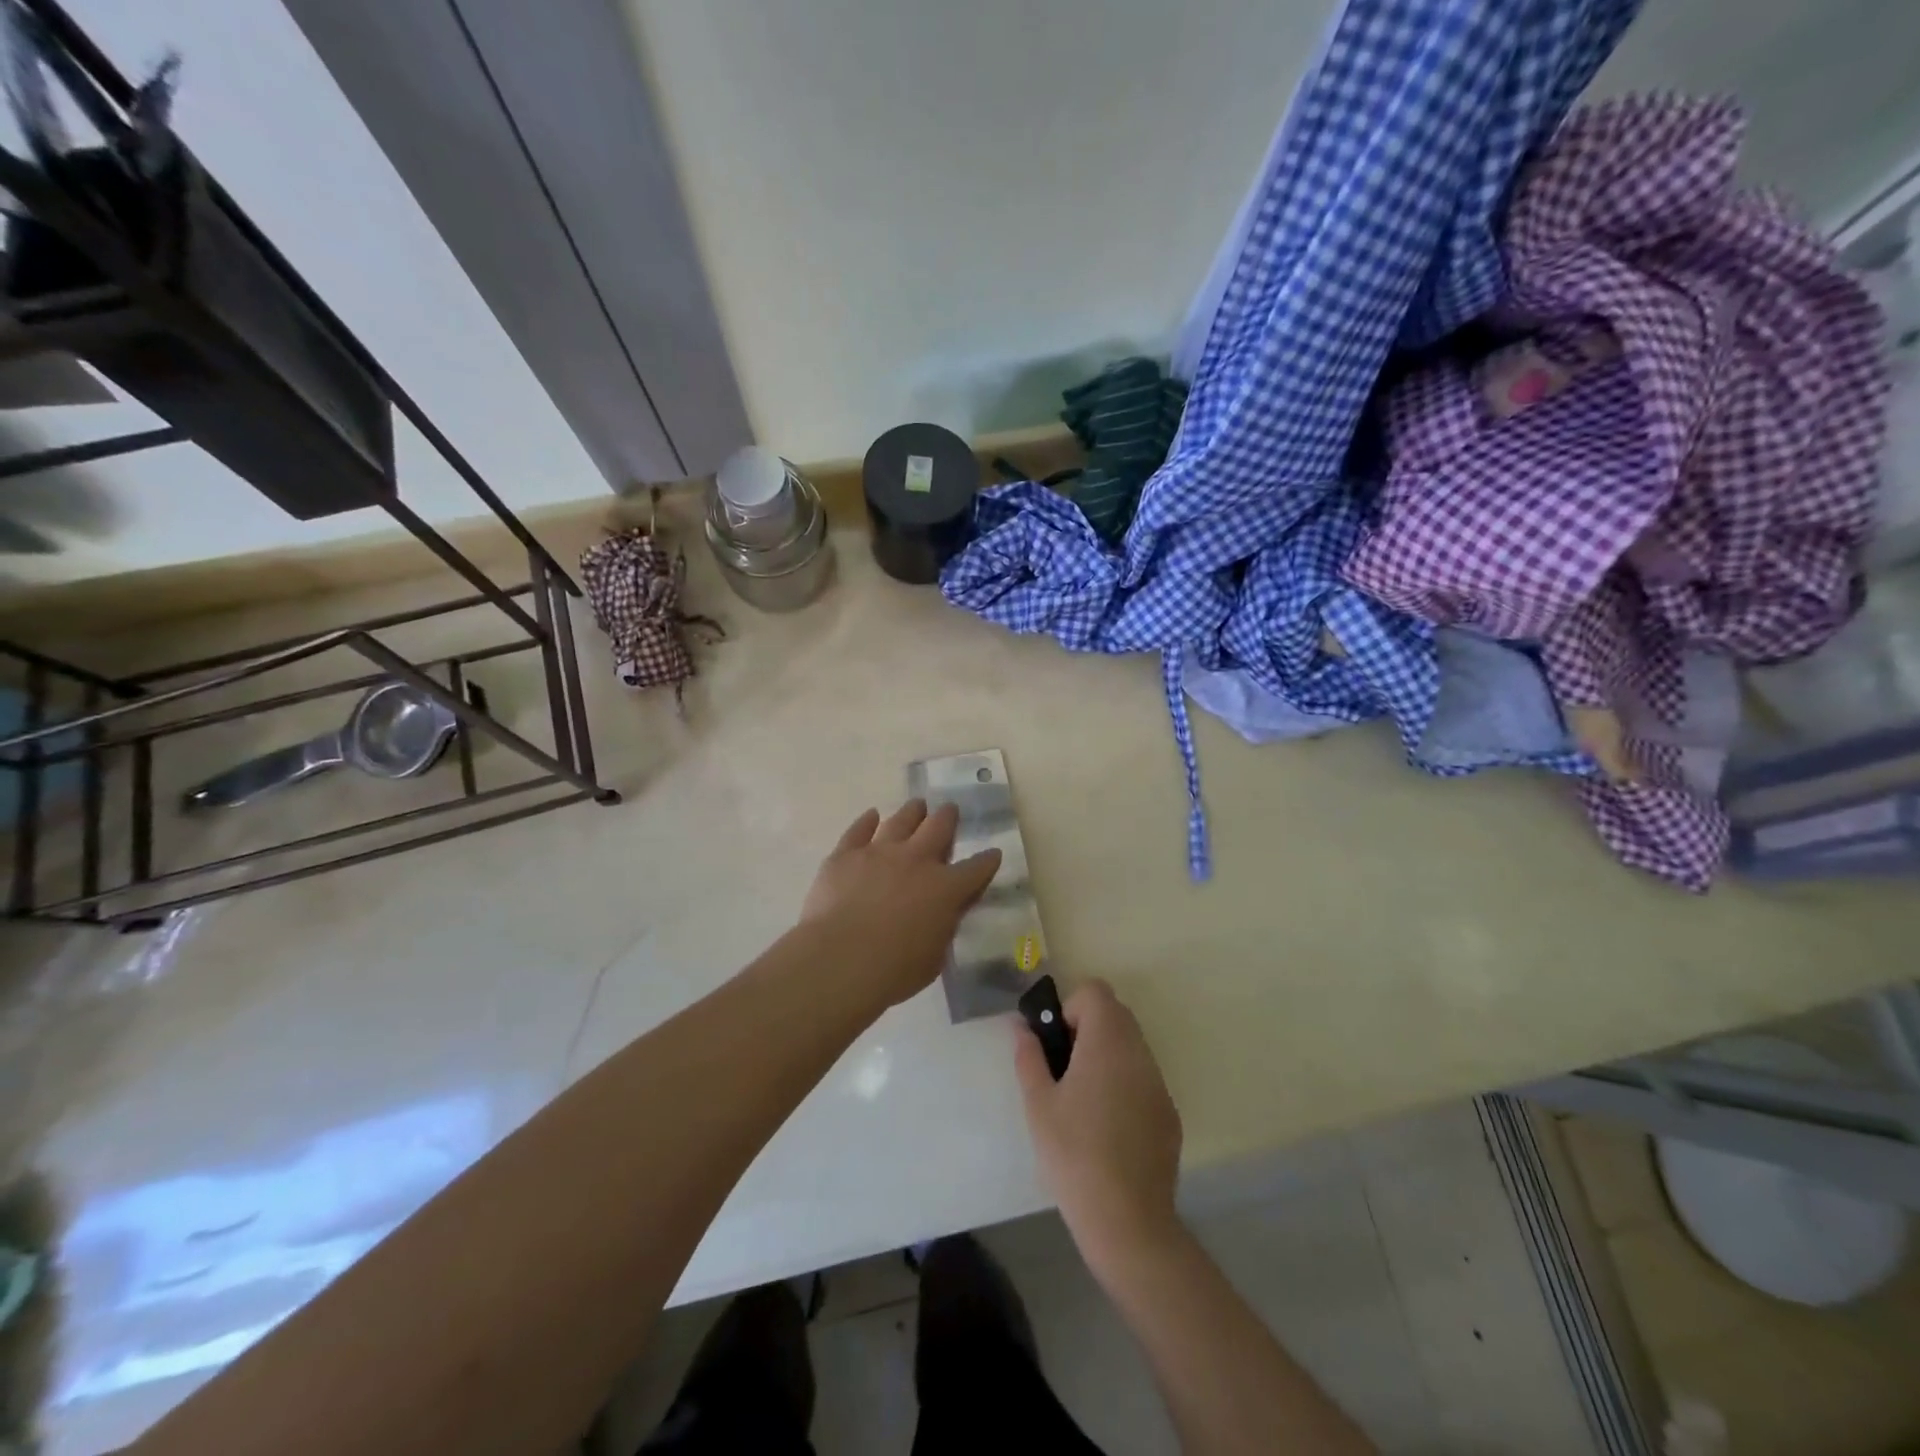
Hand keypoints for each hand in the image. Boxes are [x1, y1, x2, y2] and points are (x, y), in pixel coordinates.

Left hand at [800, 799, 1000, 1008]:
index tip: (992, 854)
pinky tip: (871, 816)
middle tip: (949, 810)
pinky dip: (867, 821)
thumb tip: (944, 914)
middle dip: (948, 817)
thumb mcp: (935, 956)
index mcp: (946, 888)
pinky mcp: (846, 854)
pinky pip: (859, 829)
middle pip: (939, 827)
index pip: (977, 868)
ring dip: (913, 812)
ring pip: (901, 820)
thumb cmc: (894, 970)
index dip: (987, 861)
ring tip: (917, 806)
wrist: (840, 960)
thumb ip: (943, 928)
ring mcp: (879, 852)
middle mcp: (916, 860)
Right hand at [1013, 979, 1182, 1273]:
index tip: (1057, 1043)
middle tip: (1063, 1069)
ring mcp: (1158, 1083)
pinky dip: (1124, 1084)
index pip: (1095, 991)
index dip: (1071, 1007)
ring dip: (1106, 1055)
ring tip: (1083, 1100)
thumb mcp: (1038, 1104)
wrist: (1127, 1221)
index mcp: (1107, 1043)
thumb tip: (1022, 1028)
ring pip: (1131, 1046)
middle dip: (1087, 1028)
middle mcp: (1139, 1053)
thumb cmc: (1073, 1155)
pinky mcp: (1169, 1113)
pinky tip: (1108, 1128)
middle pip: (1116, 1014)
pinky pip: (1143, 1078)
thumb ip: (1029, 1057)